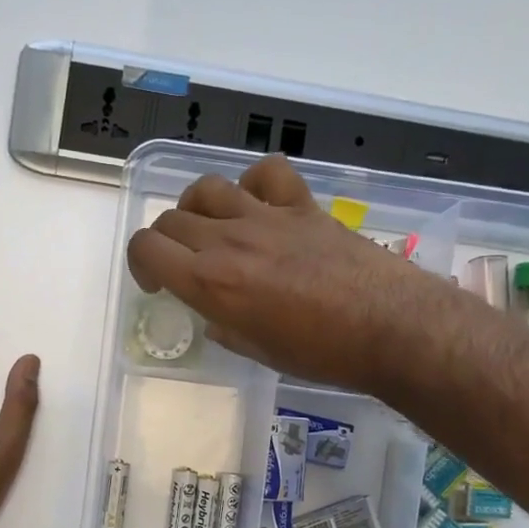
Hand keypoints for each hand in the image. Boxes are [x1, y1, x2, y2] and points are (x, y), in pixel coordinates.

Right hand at [126, 155, 454, 393]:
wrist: (388, 327)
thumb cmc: (321, 354)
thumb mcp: (258, 351)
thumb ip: (226, 327)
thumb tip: (218, 316)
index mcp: (211, 283)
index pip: (146, 248)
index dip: (140, 262)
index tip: (158, 284)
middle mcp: (229, 241)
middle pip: (171, 219)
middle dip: (167, 242)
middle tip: (185, 266)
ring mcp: (267, 217)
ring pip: (207, 189)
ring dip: (198, 209)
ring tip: (213, 230)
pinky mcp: (302, 206)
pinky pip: (266, 173)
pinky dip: (254, 183)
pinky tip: (260, 204)